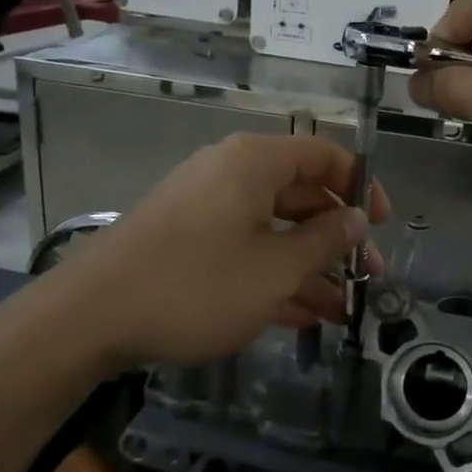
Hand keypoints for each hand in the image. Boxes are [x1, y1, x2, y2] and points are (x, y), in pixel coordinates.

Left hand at [29, 134, 390, 367]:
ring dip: (310, 267)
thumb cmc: (196, 284)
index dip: (361, 185)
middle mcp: (232, 174)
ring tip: (342, 311)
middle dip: (338, 239)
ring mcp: (207, 208)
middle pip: (301, 195)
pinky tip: (303, 316)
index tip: (382, 224)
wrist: (89, 317)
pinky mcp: (188, 241)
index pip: (324, 154)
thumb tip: (356, 220)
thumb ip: (325, 241)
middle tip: (368, 278)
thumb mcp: (275, 269)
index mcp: (255, 162)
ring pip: (274, 229)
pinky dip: (274, 276)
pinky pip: (244, 249)